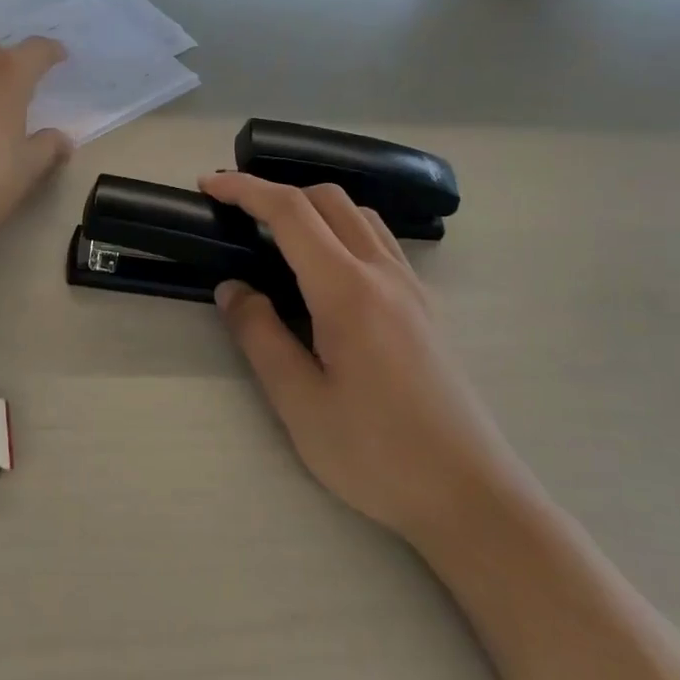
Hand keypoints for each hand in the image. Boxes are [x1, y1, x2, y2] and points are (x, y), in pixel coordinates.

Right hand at [200, 172, 519, 545]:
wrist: (470, 495)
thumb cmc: (376, 454)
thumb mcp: (299, 402)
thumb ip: (260, 336)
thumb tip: (233, 288)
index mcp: (348, 291)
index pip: (292, 213)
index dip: (246, 190)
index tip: (208, 185)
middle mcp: (385, 274)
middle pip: (329, 200)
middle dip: (278, 193)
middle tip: (237, 214)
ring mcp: (413, 288)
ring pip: (360, 217)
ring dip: (315, 209)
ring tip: (279, 238)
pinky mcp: (427, 308)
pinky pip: (381, 243)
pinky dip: (344, 231)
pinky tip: (328, 271)